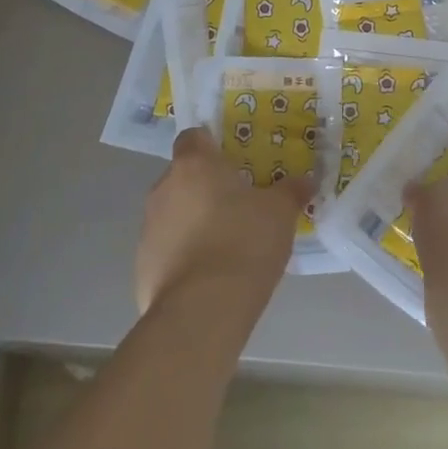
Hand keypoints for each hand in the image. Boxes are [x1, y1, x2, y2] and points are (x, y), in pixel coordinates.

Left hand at [135, 128, 313, 313]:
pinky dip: (184, 256)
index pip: (193, 137)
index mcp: (194, 165)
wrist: (202, 311)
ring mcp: (148, 228)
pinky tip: (209, 277)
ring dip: (194, 222)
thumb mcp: (280, 213)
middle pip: (183, 177)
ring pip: (173, 214)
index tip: (233, 161)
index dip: (211, 145)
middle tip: (238, 206)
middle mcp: (163, 189)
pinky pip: (167, 250)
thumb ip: (291, 191)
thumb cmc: (244, 243)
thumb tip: (305, 180)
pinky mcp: (142, 266)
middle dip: (206, 188)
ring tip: (226, 246)